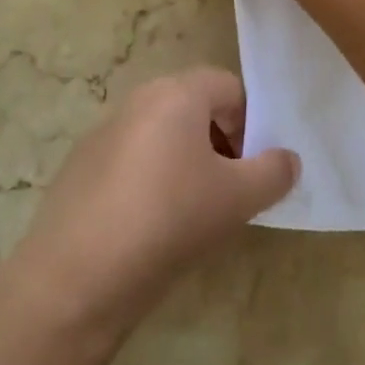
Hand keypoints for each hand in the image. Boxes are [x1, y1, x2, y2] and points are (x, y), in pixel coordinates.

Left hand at [9, 69, 297, 339]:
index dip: (251, 124)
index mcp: (178, 93)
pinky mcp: (80, 164)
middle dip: (219, 142)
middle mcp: (139, 98)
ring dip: (185, 160)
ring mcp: (104, 130)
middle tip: (228, 190)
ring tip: (191, 211)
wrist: (76, 276)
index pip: (230, 87)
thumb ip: (274, 172)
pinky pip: (131, 158)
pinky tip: (148, 225)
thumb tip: (288, 159)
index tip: (251, 169)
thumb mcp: (238, 199)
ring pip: (162, 133)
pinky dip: (149, 178)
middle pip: (195, 106)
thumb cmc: (169, 220)